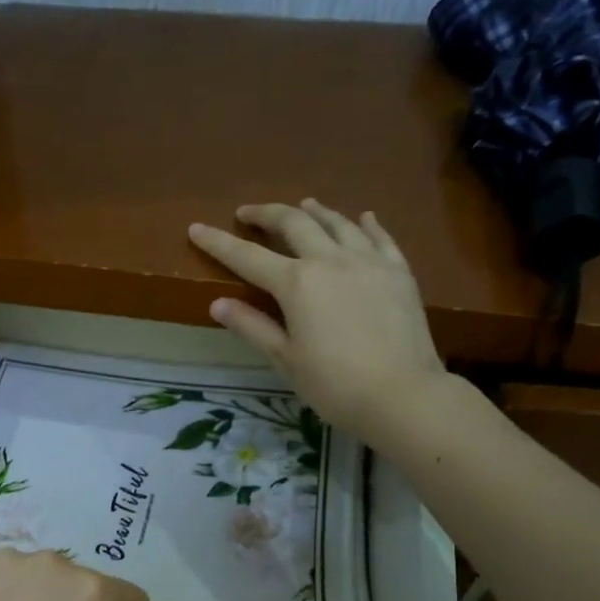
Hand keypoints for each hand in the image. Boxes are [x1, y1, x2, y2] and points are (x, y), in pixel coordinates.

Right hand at [189, 200, 448, 439]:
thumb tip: (218, 304)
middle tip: (248, 213)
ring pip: (338, 223)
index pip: (247, 256)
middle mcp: (330, 260)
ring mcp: (369, 261)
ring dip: (315, 212)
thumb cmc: (334, 385)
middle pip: (294, 224)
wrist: (402, 395)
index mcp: (297, 283)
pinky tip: (363, 218)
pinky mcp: (399, 272)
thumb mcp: (285, 359)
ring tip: (303, 205)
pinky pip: (380, 237)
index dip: (218, 243)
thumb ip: (252, 327)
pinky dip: (365, 224)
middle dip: (266, 214)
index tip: (196, 228)